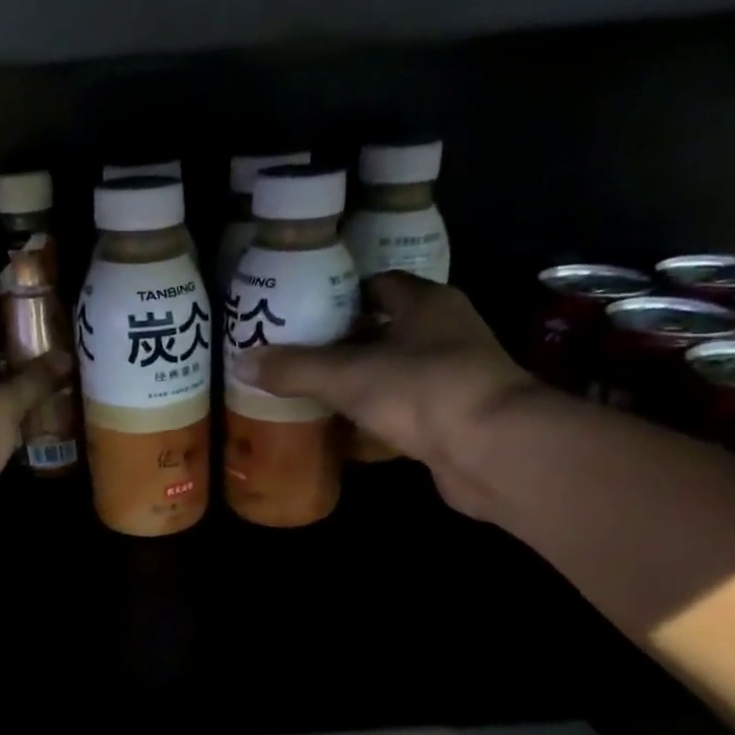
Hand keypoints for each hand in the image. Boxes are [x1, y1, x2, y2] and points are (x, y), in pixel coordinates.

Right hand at [235, 273, 540, 515]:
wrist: (492, 449)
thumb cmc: (423, 391)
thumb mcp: (348, 375)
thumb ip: (296, 368)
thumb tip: (242, 362)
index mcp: (427, 303)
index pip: (380, 285)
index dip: (343, 295)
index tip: (306, 313)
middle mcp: (446, 332)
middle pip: (387, 329)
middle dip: (346, 343)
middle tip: (299, 358)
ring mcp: (455, 377)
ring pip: (397, 372)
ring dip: (363, 383)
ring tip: (315, 395)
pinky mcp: (454, 419)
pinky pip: (406, 410)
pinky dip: (378, 418)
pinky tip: (347, 432)